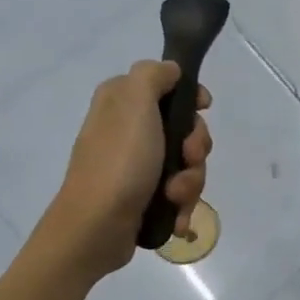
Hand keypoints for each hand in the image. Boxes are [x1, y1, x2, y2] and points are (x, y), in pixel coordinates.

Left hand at [50, 60, 211, 274]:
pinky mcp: (143, 196)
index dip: (191, 97)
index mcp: (121, 101)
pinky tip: (176, 217)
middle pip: (185, 128)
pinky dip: (182, 204)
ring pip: (187, 163)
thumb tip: (171, 71)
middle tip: (188, 158)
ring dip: (190, 181)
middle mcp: (128, 129)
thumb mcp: (135, 103)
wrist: (96, 228)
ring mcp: (136, 165)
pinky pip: (178, 192)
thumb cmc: (119, 162)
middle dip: (196, 148)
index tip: (204, 108)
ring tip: (174, 196)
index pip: (168, 85)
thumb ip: (153, 75)